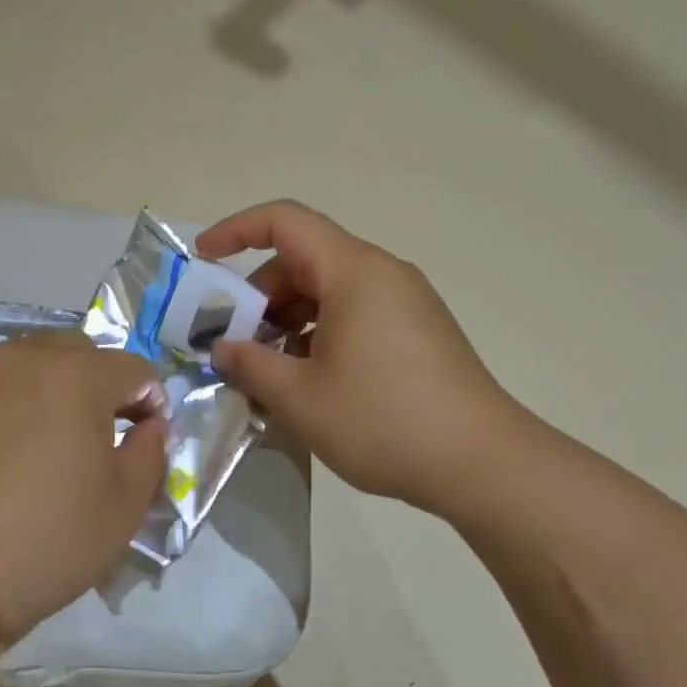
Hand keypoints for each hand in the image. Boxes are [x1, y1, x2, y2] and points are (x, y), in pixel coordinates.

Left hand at [0, 332, 168, 641]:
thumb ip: (151, 453)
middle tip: (96, 436)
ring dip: (48, 391)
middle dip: (99, 384)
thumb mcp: (123, 508)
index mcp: (76, 377)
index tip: (145, 438)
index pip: (134, 368)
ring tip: (41, 445)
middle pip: (78, 353)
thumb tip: (150, 425)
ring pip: (26, 365)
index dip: (151, 400)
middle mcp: (21, 359)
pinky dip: (2, 408)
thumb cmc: (42, 544)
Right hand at [198, 200, 530, 516]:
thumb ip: (250, 365)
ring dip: (287, 320)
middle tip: (233, 342)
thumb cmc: (384, 420)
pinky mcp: (417, 332)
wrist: (483, 463)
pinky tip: (307, 381)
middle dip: (259, 294)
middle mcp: (382, 274)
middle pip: (304, 260)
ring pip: (329, 291)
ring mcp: (405, 303)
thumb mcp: (301, 397)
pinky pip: (354, 314)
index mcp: (354, 272)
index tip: (203, 260)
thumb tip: (222, 350)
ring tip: (266, 370)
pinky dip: (319, 334)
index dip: (237, 230)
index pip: (285, 222)